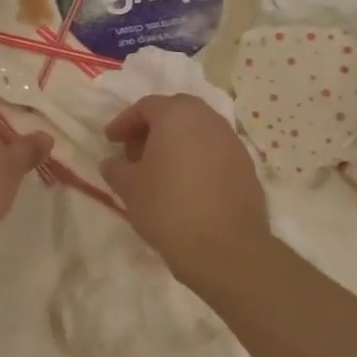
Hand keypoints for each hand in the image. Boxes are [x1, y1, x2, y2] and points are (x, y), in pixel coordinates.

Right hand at [101, 95, 272, 285]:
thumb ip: (116, 168)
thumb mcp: (129, 187)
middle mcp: (208, 120)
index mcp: (177, 115)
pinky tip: (185, 186)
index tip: (110, 141)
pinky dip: (196, 160)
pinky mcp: (247, 167)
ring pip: (197, 132)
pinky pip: (214, 152)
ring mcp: (232, 142)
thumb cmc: (169, 208)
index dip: (124, 123)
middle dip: (151, 129)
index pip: (145, 107)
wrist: (226, 249)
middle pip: (175, 113)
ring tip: (159, 171)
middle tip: (134, 153)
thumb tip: (112, 163)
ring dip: (175, 144)